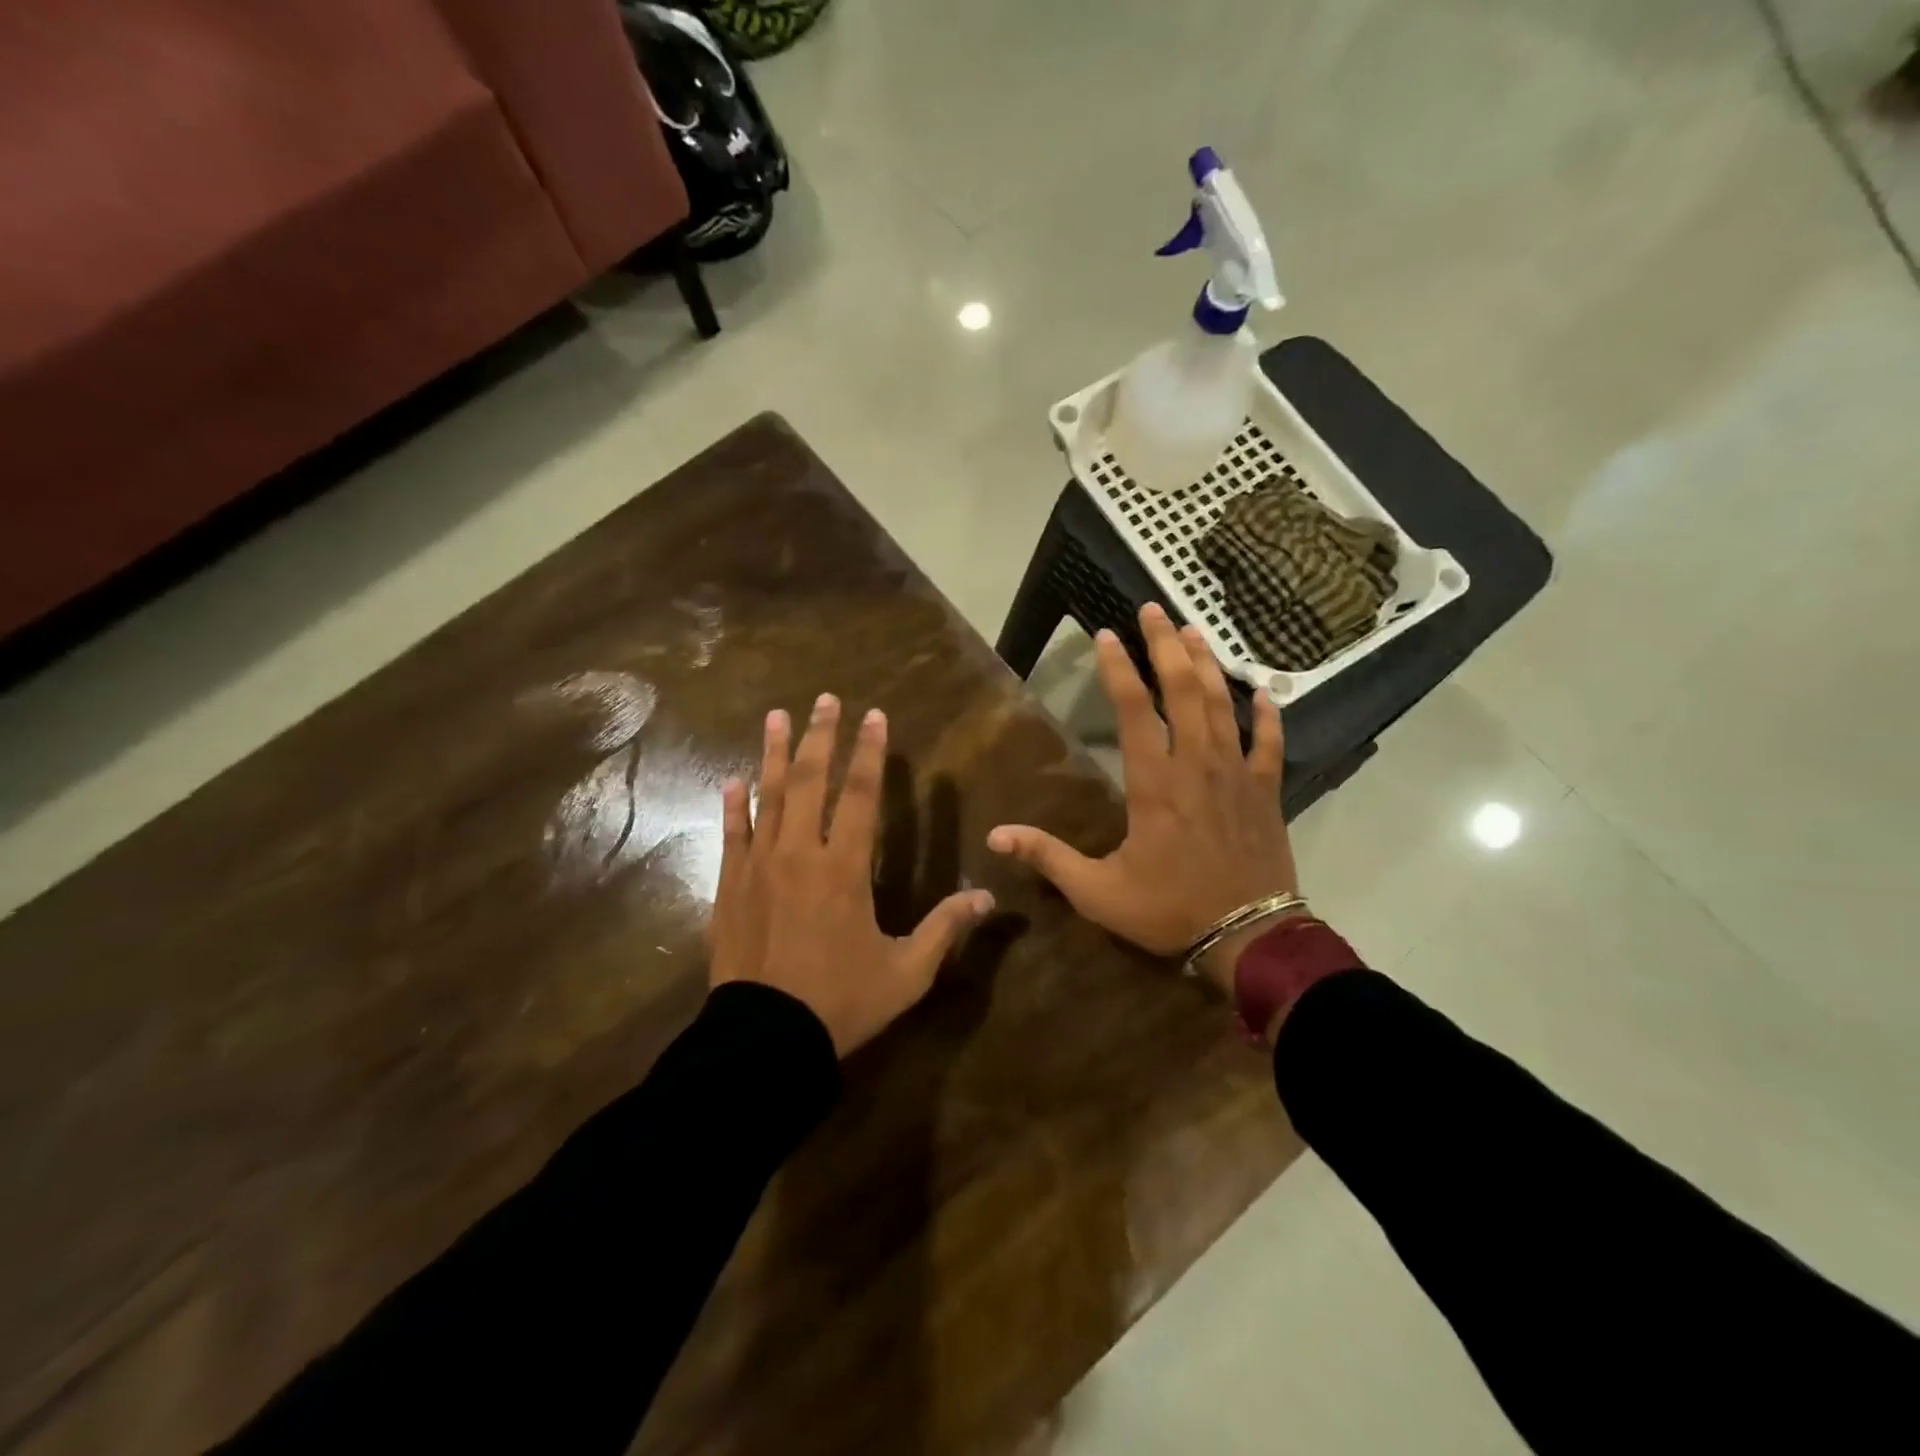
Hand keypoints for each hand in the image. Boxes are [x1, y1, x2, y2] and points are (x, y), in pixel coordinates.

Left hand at [711, 694, 995, 1055]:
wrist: (764, 1040)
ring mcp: (759, 867)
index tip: (874, 716)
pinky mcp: (730, 886)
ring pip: (768, 797)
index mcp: (844, 869)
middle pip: (811, 781)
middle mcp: (800, 854)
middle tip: (825, 699)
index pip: (862, 795)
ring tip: (777, 716)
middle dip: (821, 737)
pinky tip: (732, 779)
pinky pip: (732, 835)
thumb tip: (988, 898)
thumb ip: (945, 929)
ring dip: (774, 754)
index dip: (870, 753)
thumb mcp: (906, 972)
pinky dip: (733, 805)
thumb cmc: (840, 1003)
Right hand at [986, 604, 1297, 994]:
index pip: (1132, 709)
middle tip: (1153, 608)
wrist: (1248, 936)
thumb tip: (994, 836)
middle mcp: (1196, 764)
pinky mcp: (1266, 790)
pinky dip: (1268, 715)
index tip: (1106, 634)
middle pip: (1181, 689)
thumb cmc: (1169, 908)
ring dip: (1207, 664)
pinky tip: (1264, 690)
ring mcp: (1236, 773)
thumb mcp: (1097, 890)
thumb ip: (1048, 857)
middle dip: (1166, 645)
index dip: (1118, 668)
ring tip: (1194, 630)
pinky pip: (1270, 743)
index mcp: (1154, 782)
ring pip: (1221, 705)